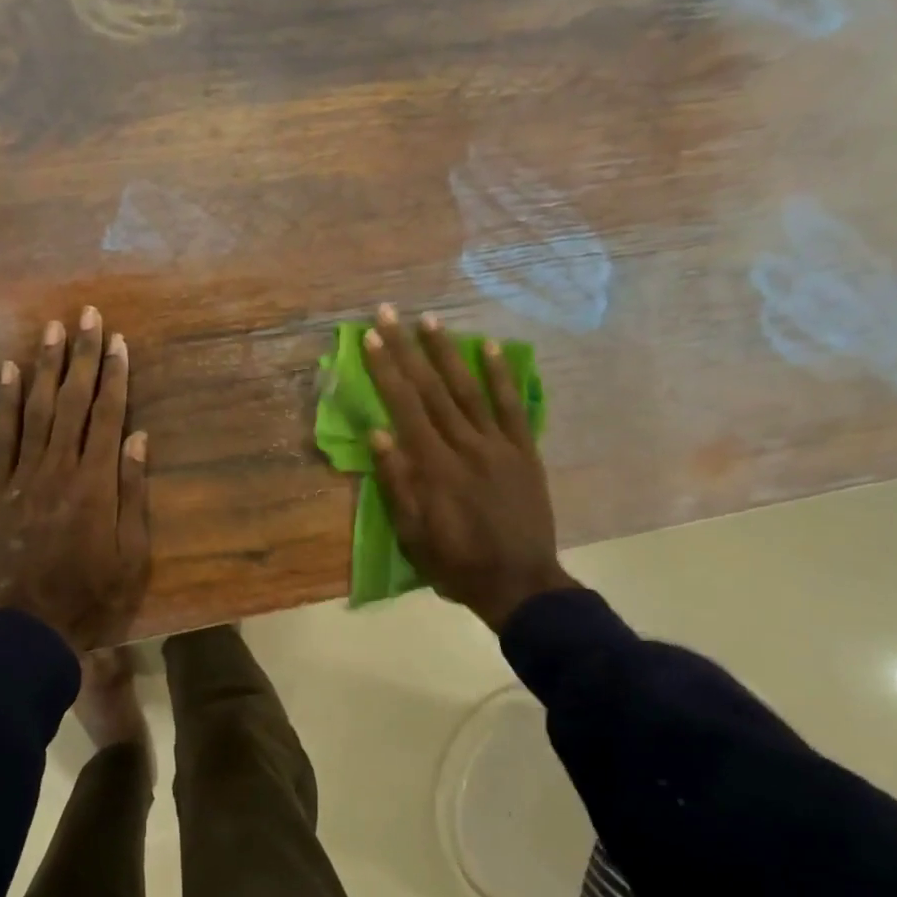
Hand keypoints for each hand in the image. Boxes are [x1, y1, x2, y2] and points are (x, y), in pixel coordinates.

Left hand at [0, 308, 150, 650]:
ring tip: (50, 329)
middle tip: (86, 315)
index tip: (118, 340)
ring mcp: (23, 477)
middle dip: (82, 356)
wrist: (29, 629)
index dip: (115, 375)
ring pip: (36, 410)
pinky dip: (3, 403)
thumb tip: (138, 439)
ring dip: (45, 368)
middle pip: (73, 402)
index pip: (108, 416)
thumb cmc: (92, 596)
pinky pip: (0, 438)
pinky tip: (6, 371)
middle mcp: (59, 469)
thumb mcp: (131, 554)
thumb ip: (133, 494)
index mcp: (96, 484)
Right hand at [360, 304, 575, 630]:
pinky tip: (490, 347)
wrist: (520, 583)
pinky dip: (503, 376)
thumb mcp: (413, 533)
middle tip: (391, 314)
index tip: (372, 339)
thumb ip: (396, 482)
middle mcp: (465, 446)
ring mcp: (499, 446)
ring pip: (469, 390)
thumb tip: (377, 433)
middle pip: (432, 389)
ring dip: (448, 352)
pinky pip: (513, 407)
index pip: (405, 407)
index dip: (386, 370)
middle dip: (408, 349)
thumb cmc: (456, 563)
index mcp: (434, 468)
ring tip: (430, 320)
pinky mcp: (524, 452)